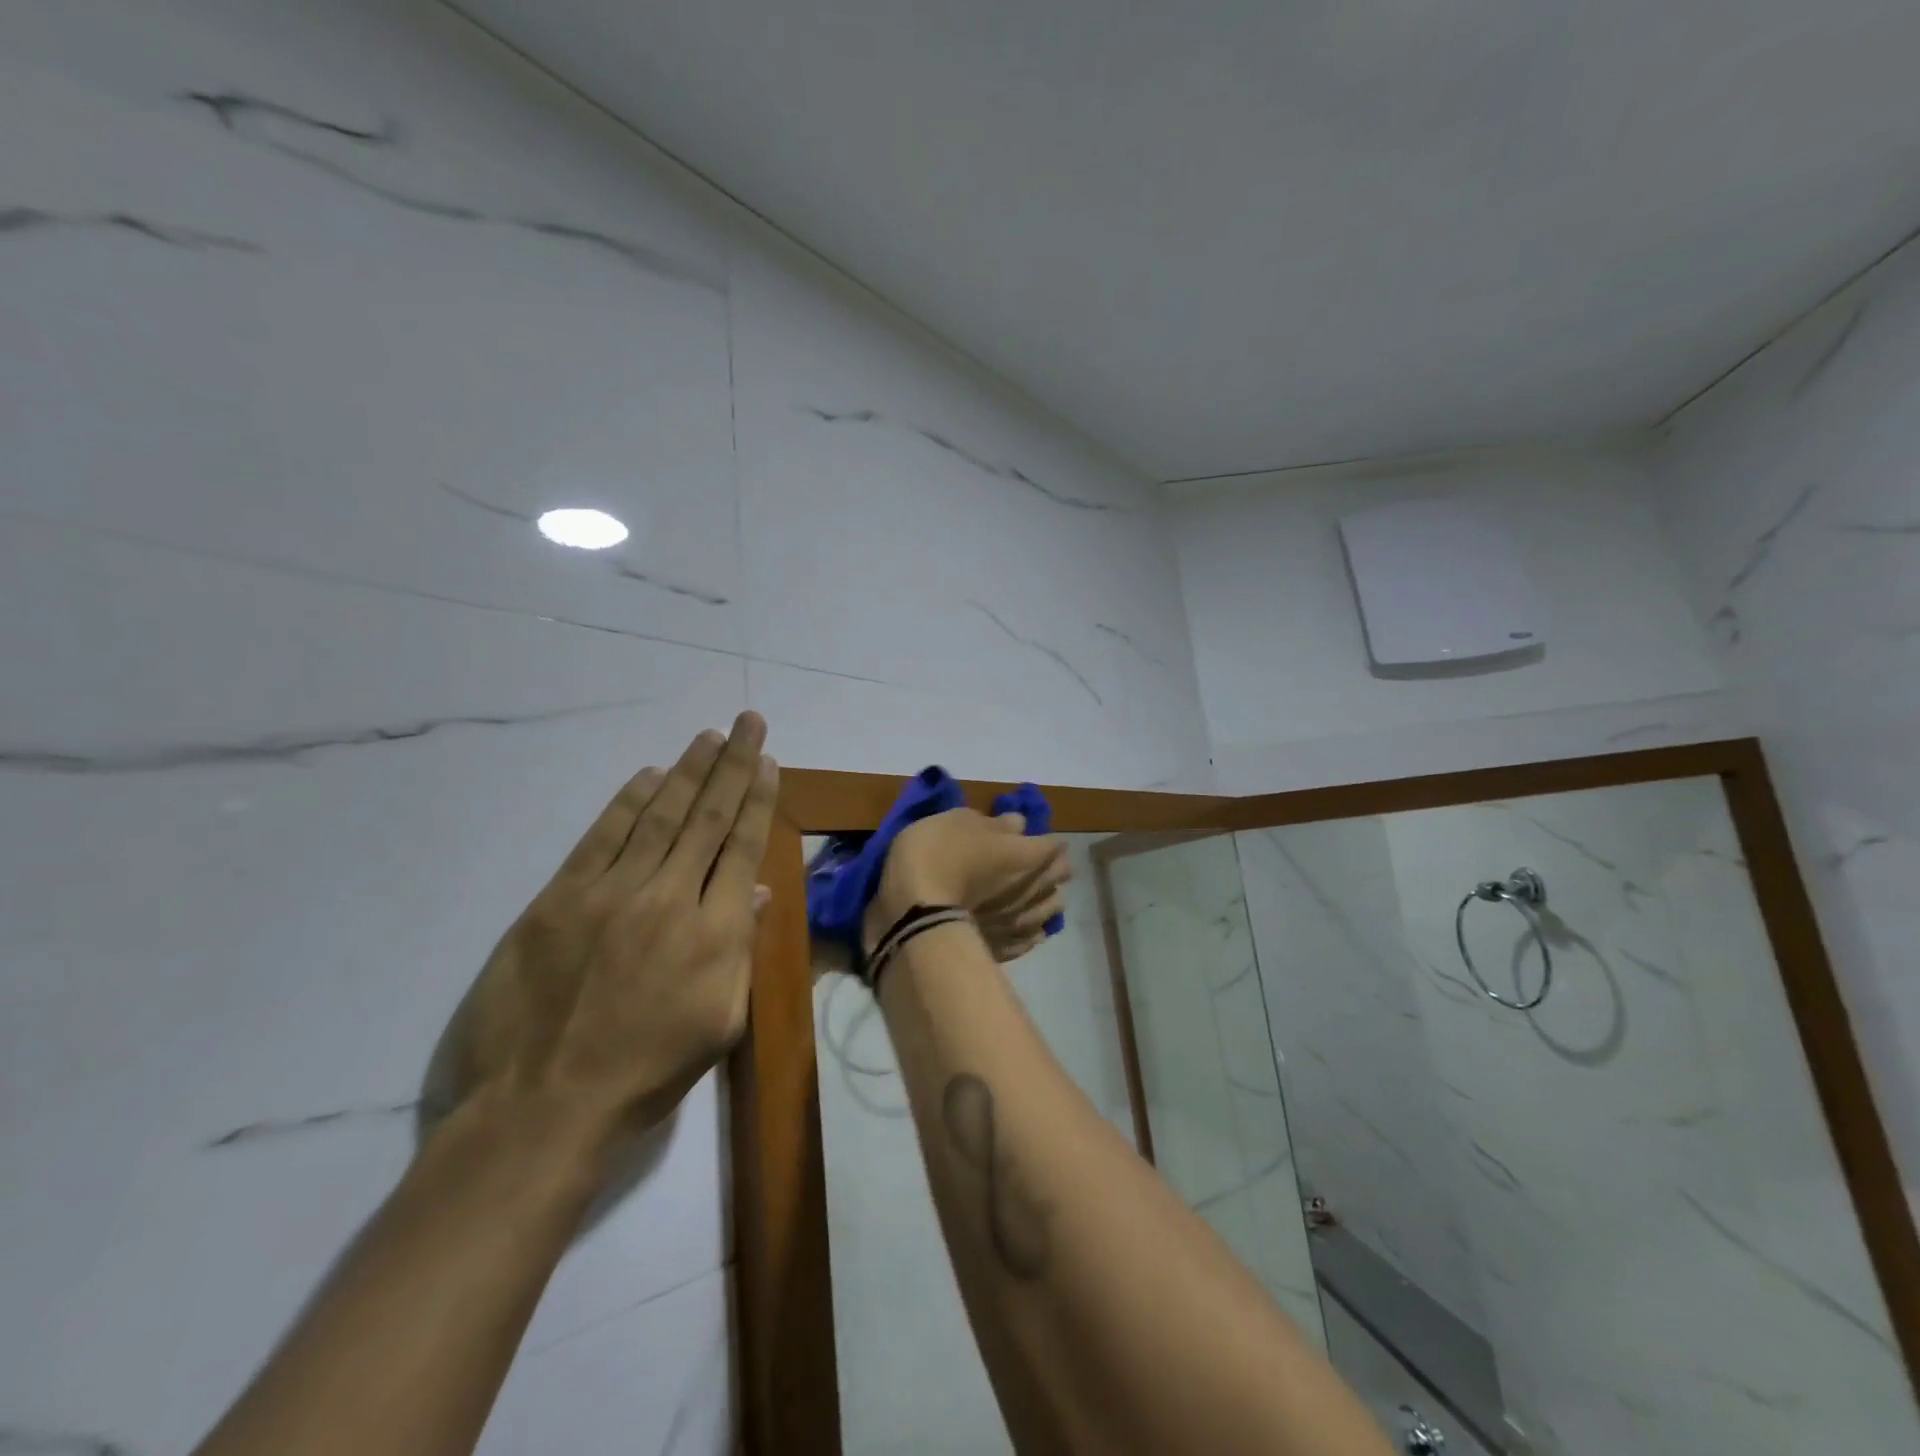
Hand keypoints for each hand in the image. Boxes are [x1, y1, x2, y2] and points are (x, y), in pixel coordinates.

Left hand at [433, 713, 778, 1157]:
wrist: (542, 1107)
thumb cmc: (646, 1075)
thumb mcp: (718, 1023)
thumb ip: (738, 950)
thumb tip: (752, 891)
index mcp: (714, 933)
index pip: (742, 846)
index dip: (757, 798)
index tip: (768, 761)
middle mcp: (669, 898)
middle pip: (707, 817)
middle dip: (732, 765)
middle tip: (748, 722)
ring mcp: (611, 894)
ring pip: (659, 817)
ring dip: (687, 772)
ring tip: (709, 737)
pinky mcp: (559, 900)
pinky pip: (601, 838)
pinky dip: (626, 804)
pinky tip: (648, 777)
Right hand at [866, 809, 1070, 962]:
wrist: (915, 914)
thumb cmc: (939, 854)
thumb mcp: (960, 821)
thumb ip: (995, 823)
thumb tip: (1019, 824)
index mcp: (1028, 854)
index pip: (1055, 845)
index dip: (1045, 839)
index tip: (1029, 838)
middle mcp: (1035, 889)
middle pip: (1060, 877)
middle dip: (1051, 867)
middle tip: (1034, 863)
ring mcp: (1022, 923)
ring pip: (1051, 910)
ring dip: (1045, 899)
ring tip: (1032, 895)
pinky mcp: (1006, 950)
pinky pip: (1029, 939)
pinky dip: (1029, 930)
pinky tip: (1021, 926)